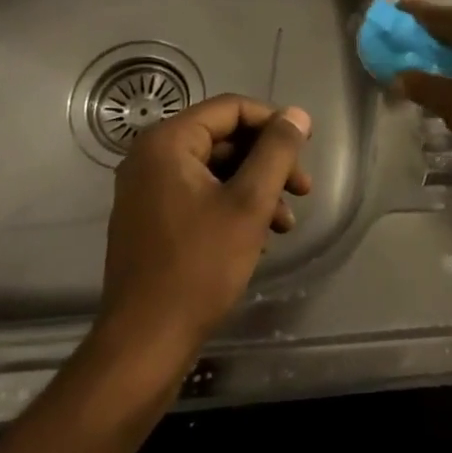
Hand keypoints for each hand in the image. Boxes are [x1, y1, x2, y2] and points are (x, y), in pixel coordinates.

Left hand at [95, 96, 311, 360]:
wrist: (145, 343)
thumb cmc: (199, 266)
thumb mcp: (250, 203)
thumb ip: (277, 151)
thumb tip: (297, 114)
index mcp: (167, 142)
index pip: (231, 109)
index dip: (273, 122)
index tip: (306, 148)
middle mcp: (150, 157)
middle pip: (224, 138)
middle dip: (268, 161)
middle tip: (302, 189)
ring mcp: (146, 190)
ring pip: (216, 170)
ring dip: (256, 188)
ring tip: (286, 222)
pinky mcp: (150, 219)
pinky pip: (200, 194)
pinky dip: (233, 206)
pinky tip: (260, 236)